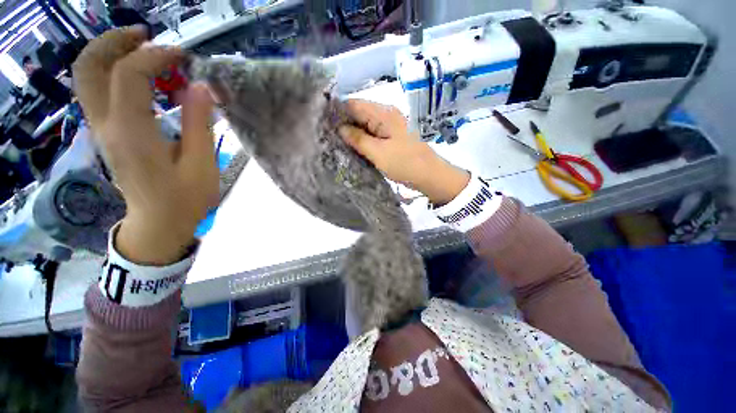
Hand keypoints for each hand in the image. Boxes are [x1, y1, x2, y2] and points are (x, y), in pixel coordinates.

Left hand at [74, 27, 217, 264]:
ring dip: (111, 54)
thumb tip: (201, 87)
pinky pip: (98, 91)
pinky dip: (113, 73)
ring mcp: (101, 129)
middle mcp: (106, 125)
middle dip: (115, 42)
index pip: (129, 74)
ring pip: (87, 77)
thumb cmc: (185, 198)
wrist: (159, 222)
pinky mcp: (105, 134)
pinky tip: (141, 79)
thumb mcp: (201, 164)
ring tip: (143, 50)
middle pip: (89, 67)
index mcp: (131, 132)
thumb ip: (199, 123)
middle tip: (147, 37)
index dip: (155, 55)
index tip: (183, 56)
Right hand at [338, 99, 469, 204]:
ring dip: (353, 133)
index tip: (323, 124)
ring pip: (365, 125)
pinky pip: (373, 134)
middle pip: (359, 113)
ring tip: (337, 143)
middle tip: (328, 137)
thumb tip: (340, 128)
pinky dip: (363, 140)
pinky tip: (354, 148)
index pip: (353, 104)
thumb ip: (358, 139)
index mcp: (383, 114)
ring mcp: (390, 126)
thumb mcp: (378, 153)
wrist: (430, 175)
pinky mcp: (392, 137)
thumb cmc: (404, 164)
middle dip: (344, 124)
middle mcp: (387, 115)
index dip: (337, 112)